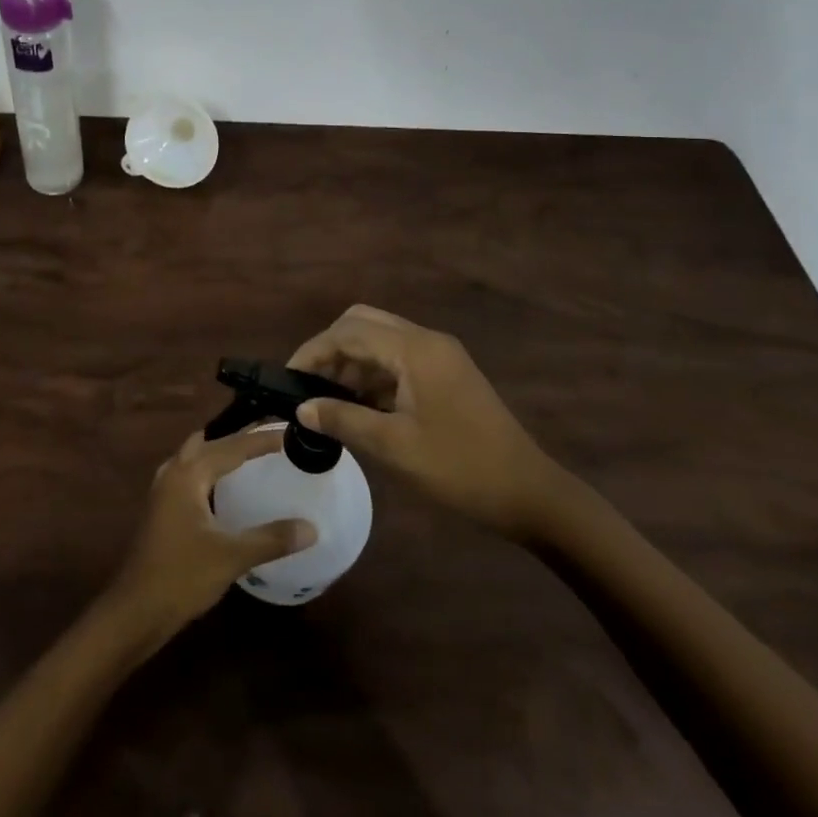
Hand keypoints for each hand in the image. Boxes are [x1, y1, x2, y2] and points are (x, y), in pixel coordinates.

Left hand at [105, 429, 316, 642]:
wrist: (136, 610)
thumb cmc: (182, 576)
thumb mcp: (231, 557)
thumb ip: (271, 539)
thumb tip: (311, 528)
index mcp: (189, 474)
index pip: (232, 446)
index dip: (261, 439)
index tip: (288, 432)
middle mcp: (173, 472)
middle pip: (210, 442)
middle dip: (239, 438)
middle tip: (270, 438)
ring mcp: (163, 490)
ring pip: (195, 456)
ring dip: (220, 451)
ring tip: (249, 456)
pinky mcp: (161, 508)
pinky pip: (189, 473)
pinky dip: (209, 470)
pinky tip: (222, 487)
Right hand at [290, 304, 573, 539]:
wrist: (529, 493)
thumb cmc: (459, 468)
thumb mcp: (394, 447)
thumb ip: (343, 419)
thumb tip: (301, 408)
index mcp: (415, 349)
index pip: (349, 332)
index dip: (314, 351)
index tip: (288, 379)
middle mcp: (426, 340)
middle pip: (364, 323)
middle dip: (331, 348)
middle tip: (309, 384)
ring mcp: (440, 355)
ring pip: (381, 340)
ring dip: (352, 361)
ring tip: (327, 399)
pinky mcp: (447, 374)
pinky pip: (399, 359)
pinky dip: (373, 373)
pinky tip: (359, 405)